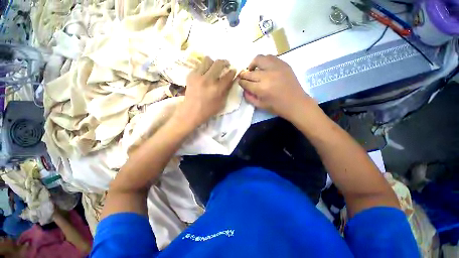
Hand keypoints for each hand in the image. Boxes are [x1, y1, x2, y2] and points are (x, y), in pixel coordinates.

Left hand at [176, 57, 235, 127]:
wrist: (191, 111)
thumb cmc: (208, 110)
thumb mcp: (221, 103)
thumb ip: (226, 90)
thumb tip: (230, 80)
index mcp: (217, 89)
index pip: (228, 75)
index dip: (232, 71)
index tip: (233, 70)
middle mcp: (208, 79)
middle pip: (218, 63)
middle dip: (225, 62)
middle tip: (226, 64)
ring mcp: (198, 76)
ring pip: (207, 60)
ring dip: (213, 62)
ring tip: (214, 67)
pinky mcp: (190, 75)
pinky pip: (199, 65)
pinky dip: (204, 67)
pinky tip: (204, 73)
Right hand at [239, 55, 313, 120]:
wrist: (296, 103)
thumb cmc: (277, 107)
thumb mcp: (260, 105)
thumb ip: (249, 97)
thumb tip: (243, 89)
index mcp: (261, 89)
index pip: (246, 82)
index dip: (241, 82)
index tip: (240, 82)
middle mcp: (267, 76)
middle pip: (250, 72)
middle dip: (244, 74)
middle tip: (244, 76)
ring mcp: (276, 68)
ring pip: (259, 59)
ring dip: (253, 64)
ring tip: (253, 69)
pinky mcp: (283, 64)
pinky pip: (270, 57)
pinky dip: (264, 61)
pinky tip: (264, 67)